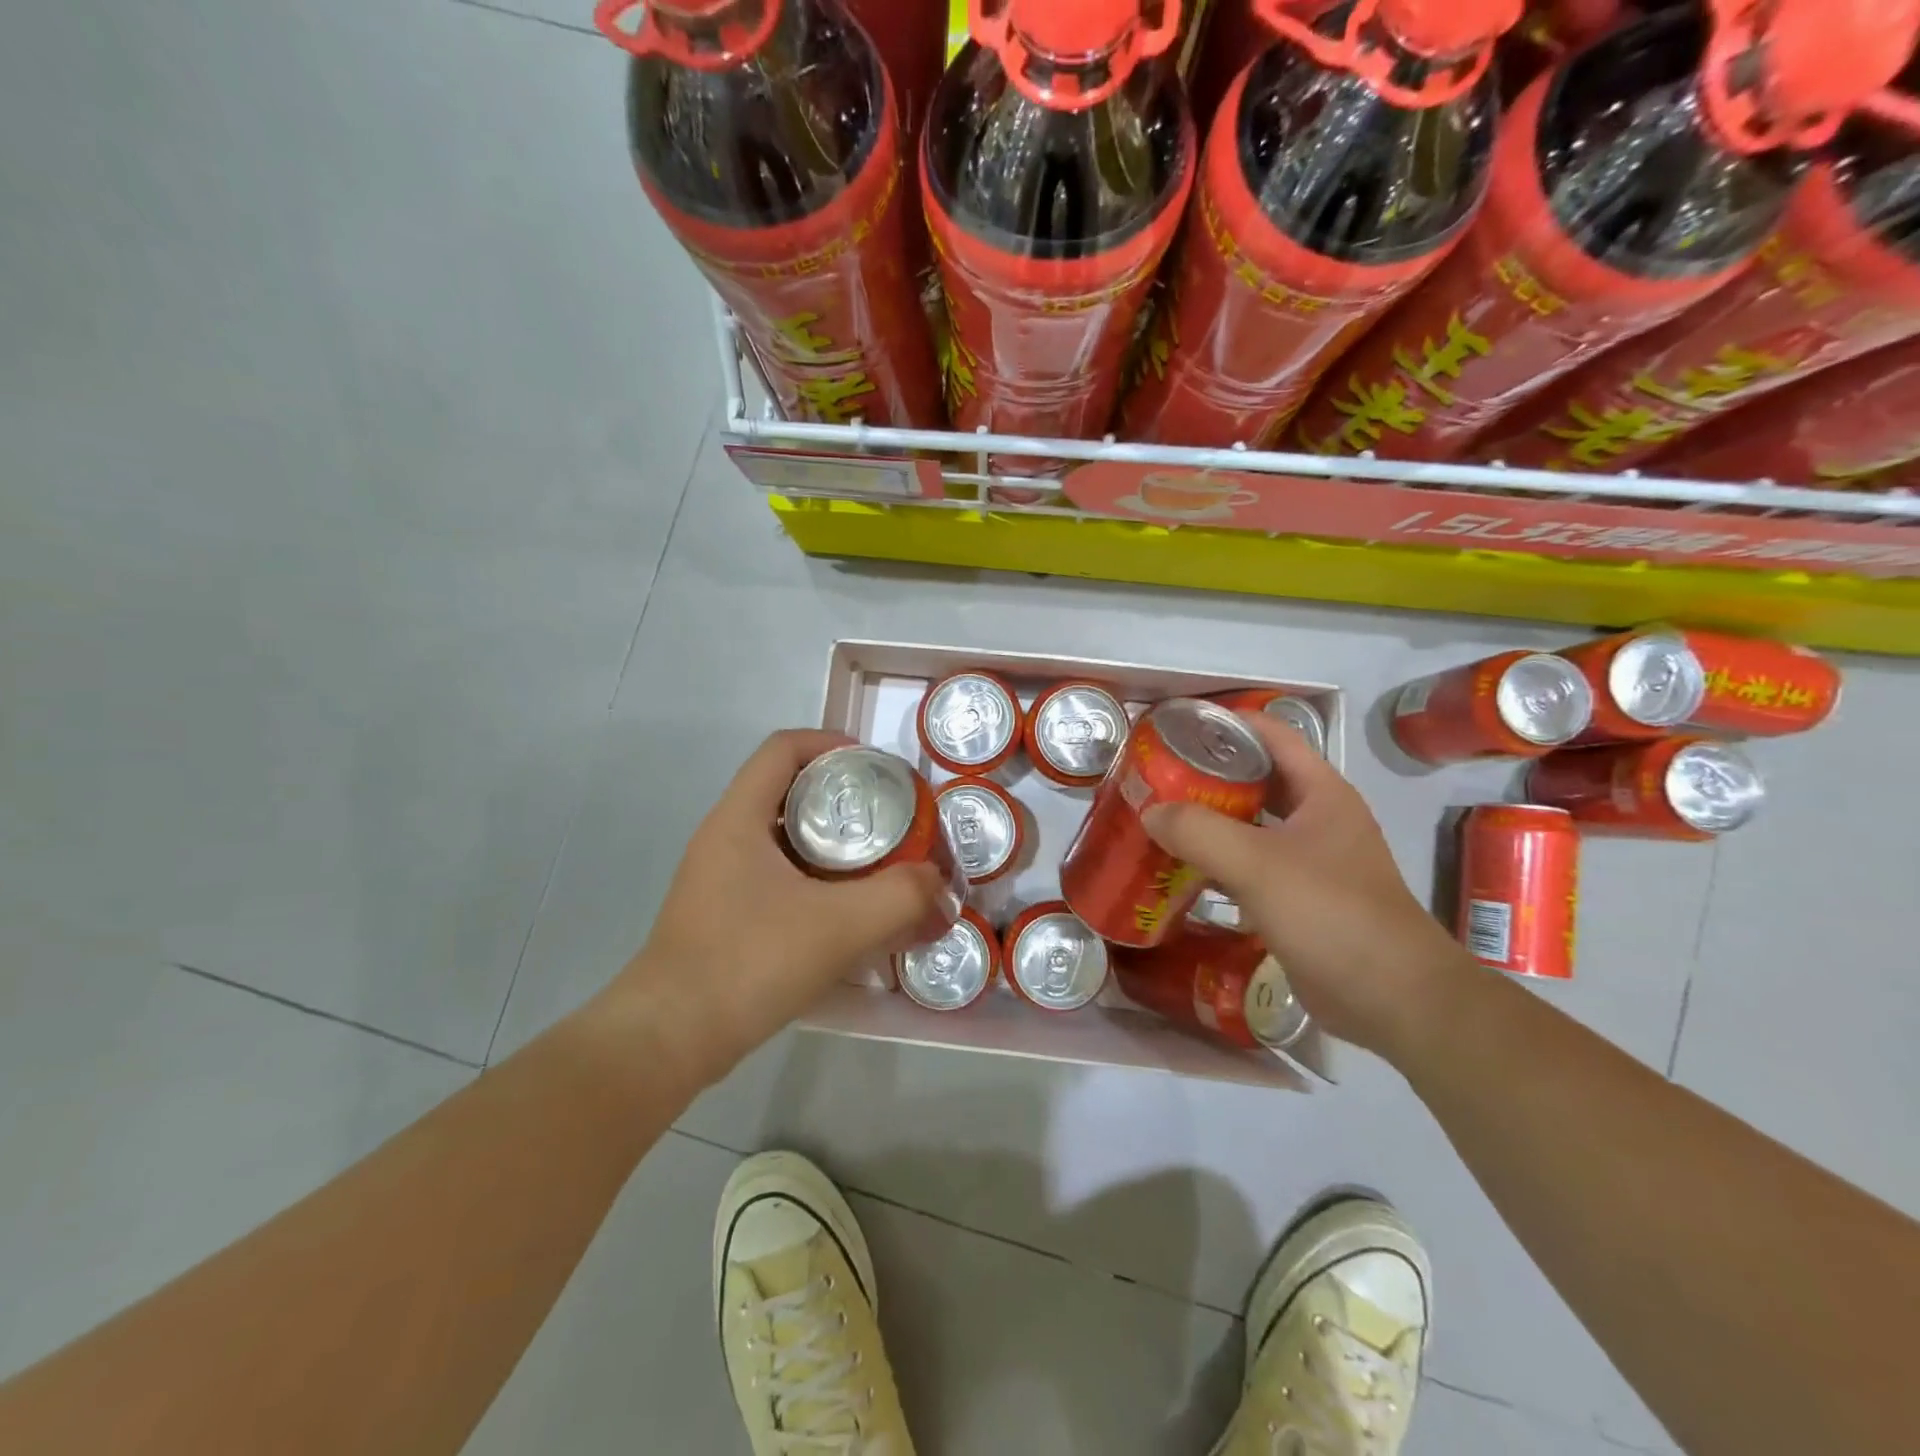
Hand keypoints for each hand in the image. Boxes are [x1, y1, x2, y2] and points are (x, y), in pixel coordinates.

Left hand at [608, 730, 957, 1081]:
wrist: (670, 1039)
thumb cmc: (749, 962)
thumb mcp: (840, 925)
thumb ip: (902, 898)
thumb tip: (940, 886)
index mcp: (739, 818)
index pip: (784, 748)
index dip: (833, 744)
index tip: (878, 768)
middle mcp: (725, 838)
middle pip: (789, 789)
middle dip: (844, 798)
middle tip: (890, 821)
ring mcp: (720, 879)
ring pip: (785, 838)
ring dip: (833, 843)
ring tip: (879, 864)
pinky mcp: (725, 915)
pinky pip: (778, 877)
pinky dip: (817, 880)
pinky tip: (847, 913)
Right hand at [1143, 713, 1470, 1057]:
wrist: (1392, 998)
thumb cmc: (1331, 912)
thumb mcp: (1258, 864)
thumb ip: (1199, 831)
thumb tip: (1151, 813)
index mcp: (1321, 793)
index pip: (1272, 735)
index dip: (1227, 723)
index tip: (1177, 725)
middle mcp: (1318, 819)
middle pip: (1257, 781)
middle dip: (1208, 775)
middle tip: (1156, 777)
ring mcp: (1310, 862)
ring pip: (1251, 827)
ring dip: (1210, 821)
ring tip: (1159, 818)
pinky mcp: (1298, 901)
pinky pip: (1250, 868)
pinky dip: (1217, 864)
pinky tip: (1182, 871)